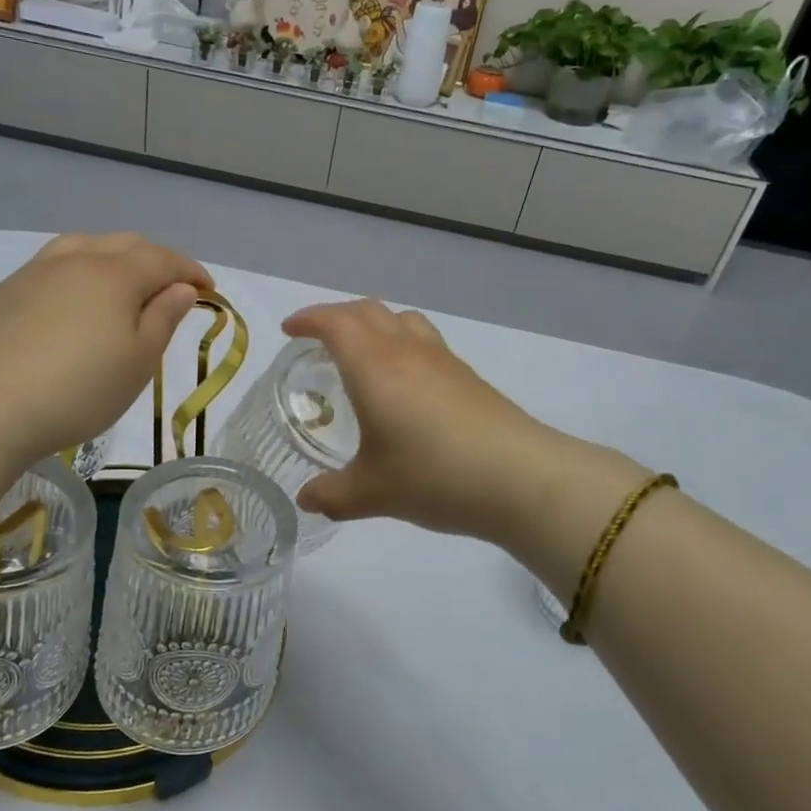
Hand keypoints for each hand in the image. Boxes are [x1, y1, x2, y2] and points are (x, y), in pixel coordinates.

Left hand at [0, 233, 210, 466]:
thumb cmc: (80, 389)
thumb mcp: (138, 361)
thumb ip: (163, 318)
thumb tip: (181, 288)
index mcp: (115, 274)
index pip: (163, 260)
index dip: (191, 271)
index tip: (210, 290)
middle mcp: (75, 261)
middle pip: (124, 244)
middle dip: (155, 260)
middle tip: (169, 290)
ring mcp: (33, 273)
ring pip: (81, 246)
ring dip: (111, 258)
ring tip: (119, 283)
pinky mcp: (3, 294)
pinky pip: (49, 267)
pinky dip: (75, 273)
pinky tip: (69, 302)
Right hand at [283, 299, 639, 548]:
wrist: (520, 478)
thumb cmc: (434, 476)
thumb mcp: (372, 493)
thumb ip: (332, 495)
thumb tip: (307, 500)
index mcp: (374, 366)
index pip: (335, 323)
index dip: (308, 319)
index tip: (290, 330)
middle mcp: (406, 351)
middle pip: (367, 310)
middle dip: (337, 316)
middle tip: (318, 339)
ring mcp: (442, 360)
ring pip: (402, 319)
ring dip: (374, 323)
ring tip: (362, 351)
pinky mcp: (468, 376)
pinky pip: (424, 340)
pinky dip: (402, 343)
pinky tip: (405, 383)